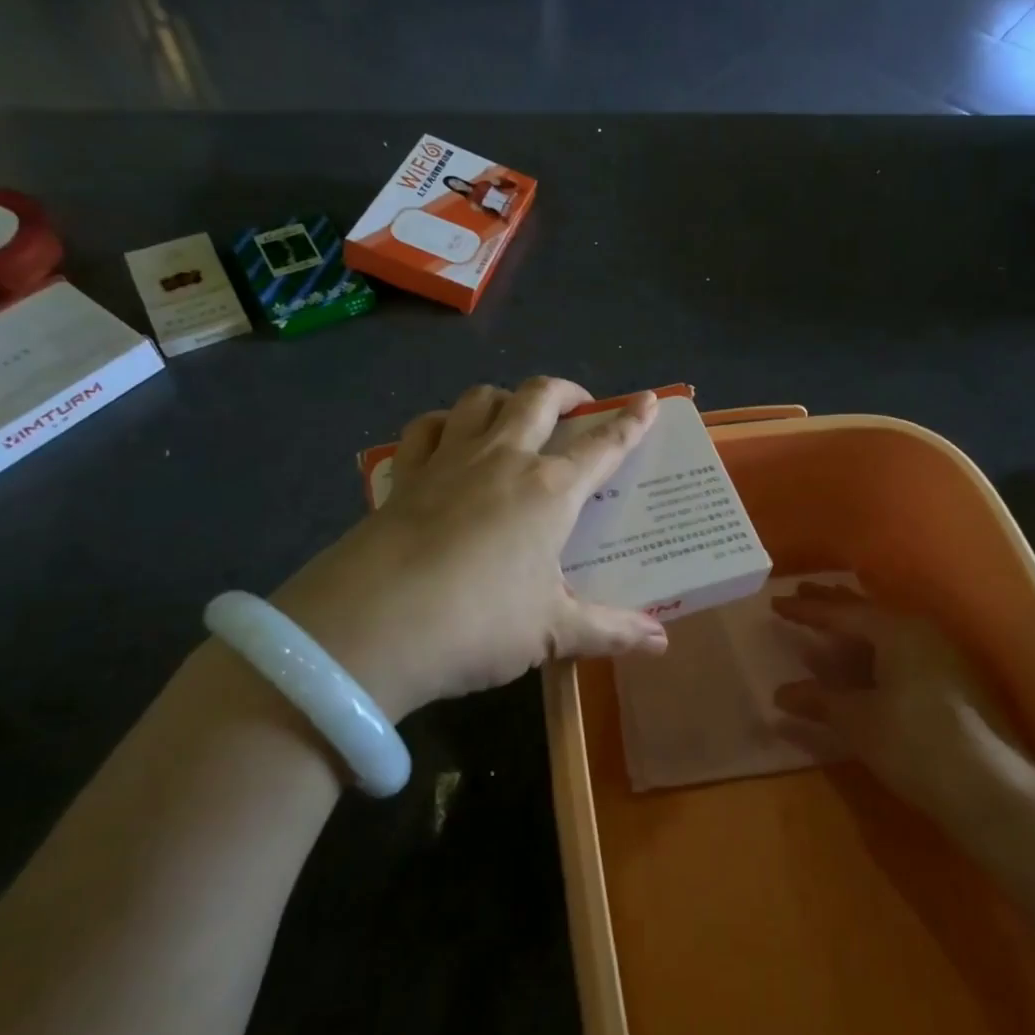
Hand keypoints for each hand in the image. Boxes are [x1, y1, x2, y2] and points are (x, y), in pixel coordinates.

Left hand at [270, 378, 669, 720]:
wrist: (372, 627)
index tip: (649, 399)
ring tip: (514, 415)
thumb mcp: (552, 633)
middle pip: (538, 398)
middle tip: (578, 403)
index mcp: (549, 490)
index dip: (631, 421)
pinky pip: (426, 428)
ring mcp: (449, 461)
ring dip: (505, 397)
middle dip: (566, 391)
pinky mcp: (404, 476)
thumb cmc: (478, 623)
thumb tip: (662, 643)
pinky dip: (443, 423)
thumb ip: (610, 632)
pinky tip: (447, 437)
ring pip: (480, 399)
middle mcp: (503, 460)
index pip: (603, 446)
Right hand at [772, 583, 1034, 821]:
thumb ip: (819, 701)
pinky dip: (874, 652)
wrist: (994, 790)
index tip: (776, 603)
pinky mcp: (954, 682)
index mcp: (896, 630)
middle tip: (801, 594)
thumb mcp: (859, 722)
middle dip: (832, 606)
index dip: (806, 610)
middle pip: (867, 612)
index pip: (841, 612)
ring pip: (887, 632)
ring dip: (854, 630)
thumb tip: (782, 693)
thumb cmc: (916, 744)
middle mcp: (921, 632)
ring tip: (828, 627)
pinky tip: (864, 664)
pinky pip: (901, 651)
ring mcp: (943, 655)